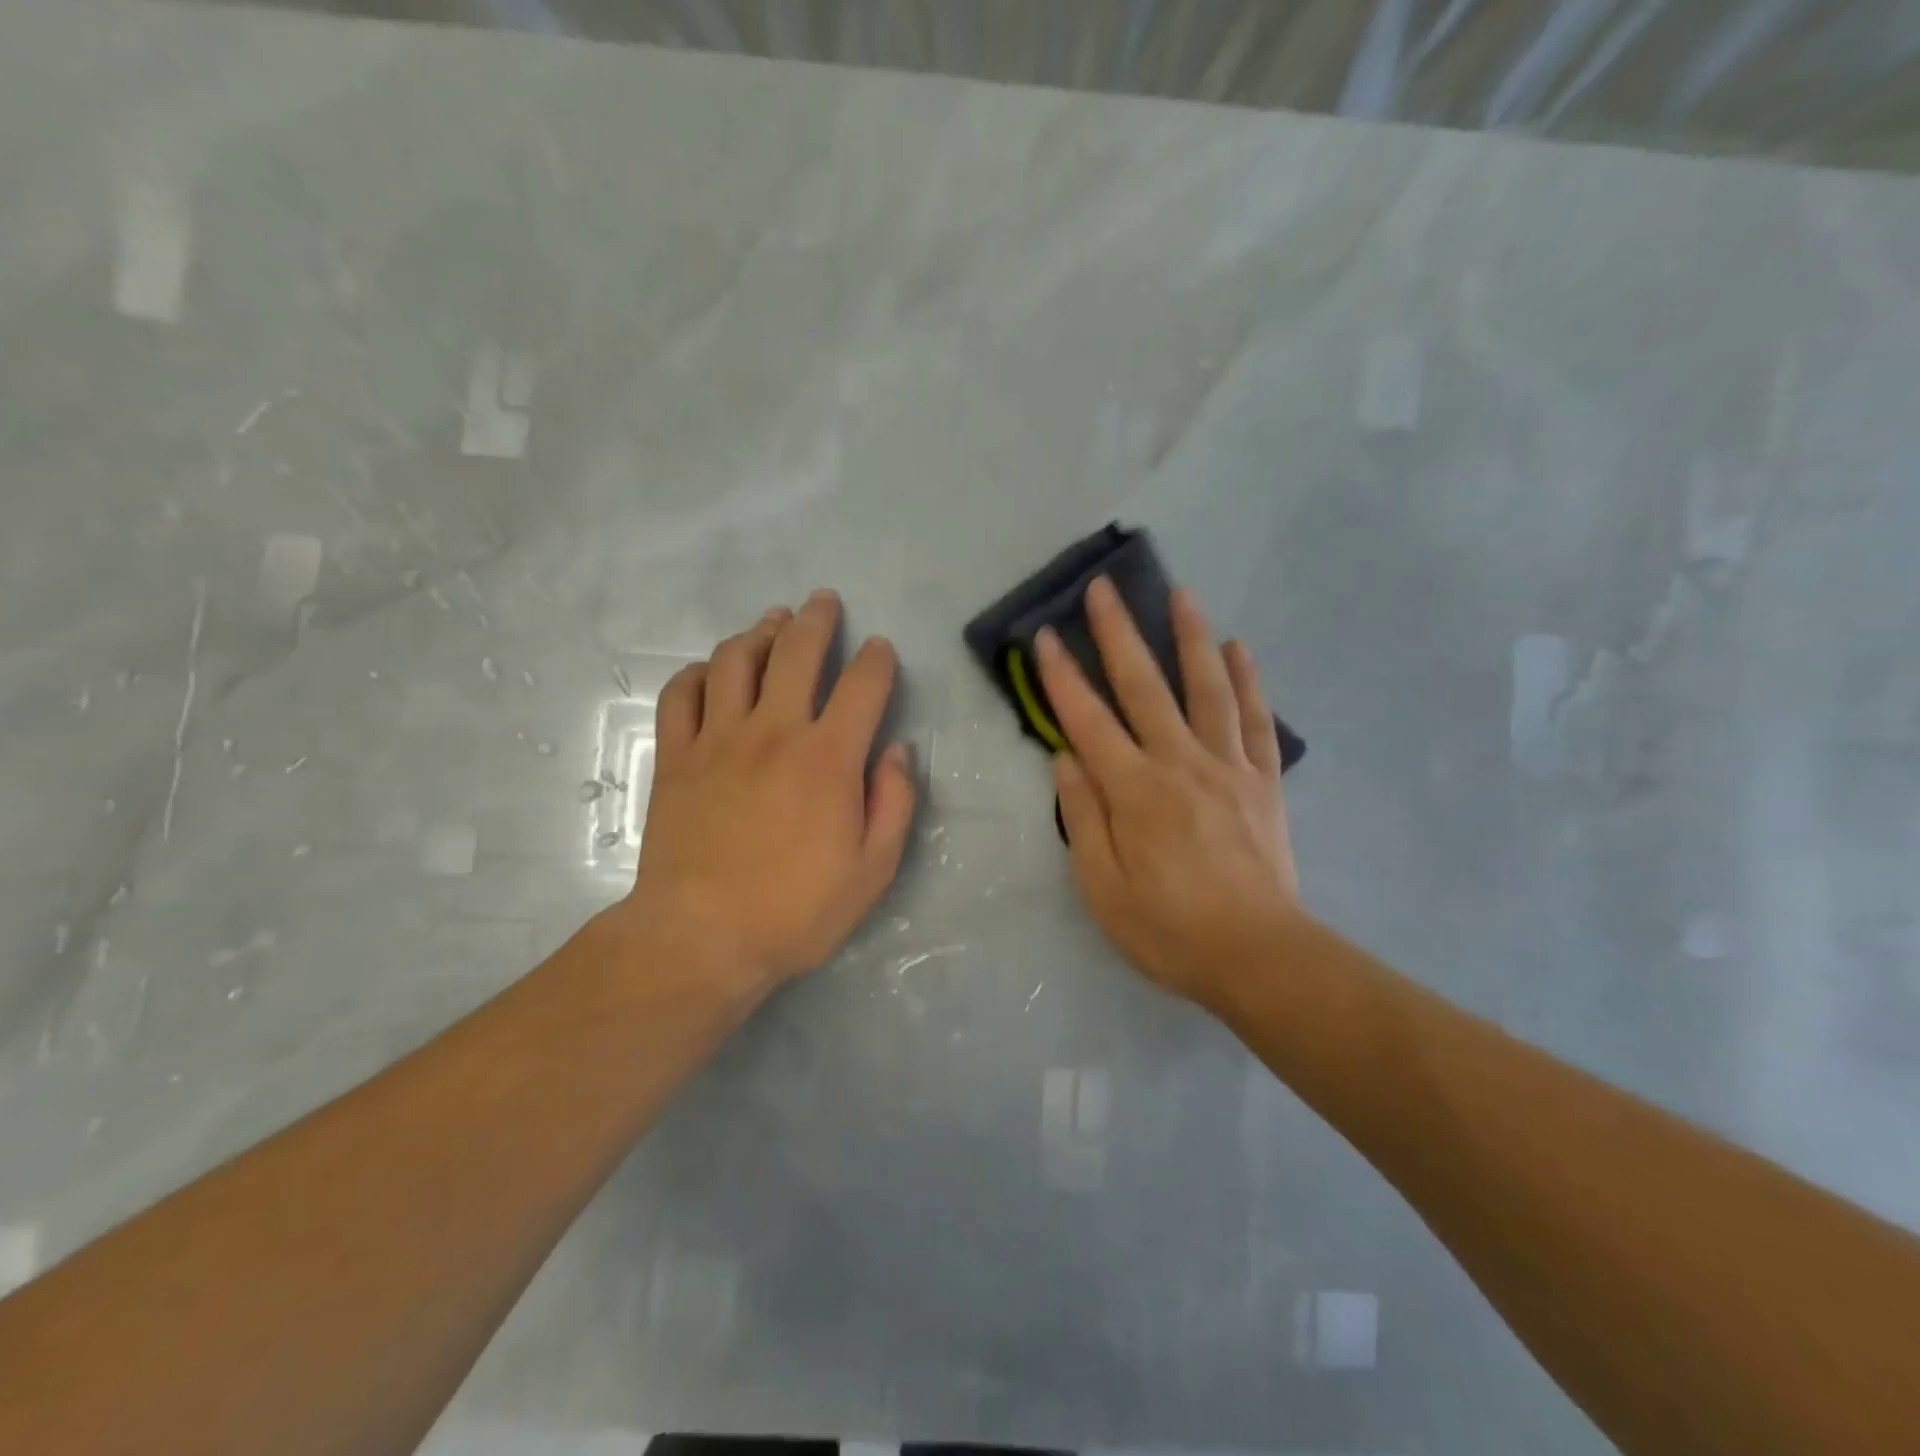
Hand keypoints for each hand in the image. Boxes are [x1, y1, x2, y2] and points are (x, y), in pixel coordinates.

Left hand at [621, 590, 916, 998]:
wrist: (700, 937)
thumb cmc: (795, 910)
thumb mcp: (873, 870)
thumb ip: (894, 803)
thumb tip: (897, 752)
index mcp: (828, 757)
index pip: (862, 685)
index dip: (877, 659)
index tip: (880, 650)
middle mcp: (774, 731)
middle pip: (796, 652)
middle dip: (816, 620)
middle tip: (824, 602)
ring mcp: (718, 739)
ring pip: (736, 660)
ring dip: (759, 632)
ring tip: (773, 621)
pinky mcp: (675, 756)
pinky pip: (681, 694)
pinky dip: (698, 673)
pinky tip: (710, 671)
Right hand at [1035, 576, 1301, 1010]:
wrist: (1259, 957)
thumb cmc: (1170, 930)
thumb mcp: (1103, 889)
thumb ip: (1084, 818)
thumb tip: (1066, 760)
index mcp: (1136, 792)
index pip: (1088, 721)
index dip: (1062, 678)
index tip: (1044, 637)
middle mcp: (1181, 764)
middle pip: (1145, 686)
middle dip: (1118, 634)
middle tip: (1104, 589)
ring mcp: (1228, 766)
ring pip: (1207, 687)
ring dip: (1191, 637)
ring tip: (1180, 593)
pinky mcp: (1263, 780)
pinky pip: (1255, 719)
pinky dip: (1247, 679)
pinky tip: (1238, 647)